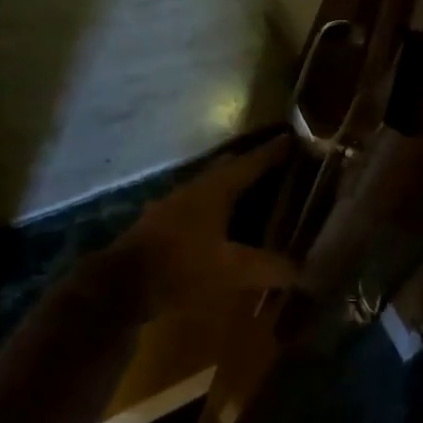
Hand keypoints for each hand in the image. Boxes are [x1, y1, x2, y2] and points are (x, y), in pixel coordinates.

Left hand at [103, 136, 296, 319]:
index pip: (251, 163)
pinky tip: (222, 224)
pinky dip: (217, 207)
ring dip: (232, 186)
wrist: (122, 284)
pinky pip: (199, 205)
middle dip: (252, 165)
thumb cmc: (181, 266)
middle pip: (229, 168)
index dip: (272, 152)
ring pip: (211, 186)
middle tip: (277, 165)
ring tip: (254, 193)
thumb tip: (301, 269)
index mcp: (215, 189)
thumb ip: (267, 267)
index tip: (292, 138)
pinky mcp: (163, 223)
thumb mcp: (230, 270)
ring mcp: (175, 203)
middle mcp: (195, 188)